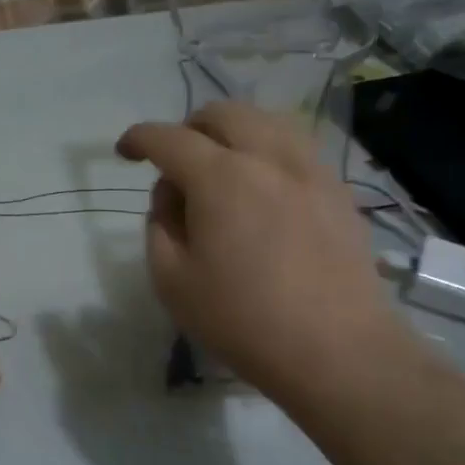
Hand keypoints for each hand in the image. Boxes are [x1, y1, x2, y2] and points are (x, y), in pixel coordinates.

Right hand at [117, 101, 409, 402]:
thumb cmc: (244, 321)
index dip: (139, 138)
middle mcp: (268, 158)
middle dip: (189, 128)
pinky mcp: (338, 191)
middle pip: (223, 114)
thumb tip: (172, 196)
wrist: (338, 350)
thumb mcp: (172, 281)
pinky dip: (269, 152)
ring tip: (223, 169)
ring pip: (266, 121)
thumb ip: (159, 226)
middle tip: (176, 163)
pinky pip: (297, 148)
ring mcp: (311, 170)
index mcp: (221, 177)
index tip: (125, 151)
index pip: (169, 138)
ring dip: (233, 133)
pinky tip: (264, 189)